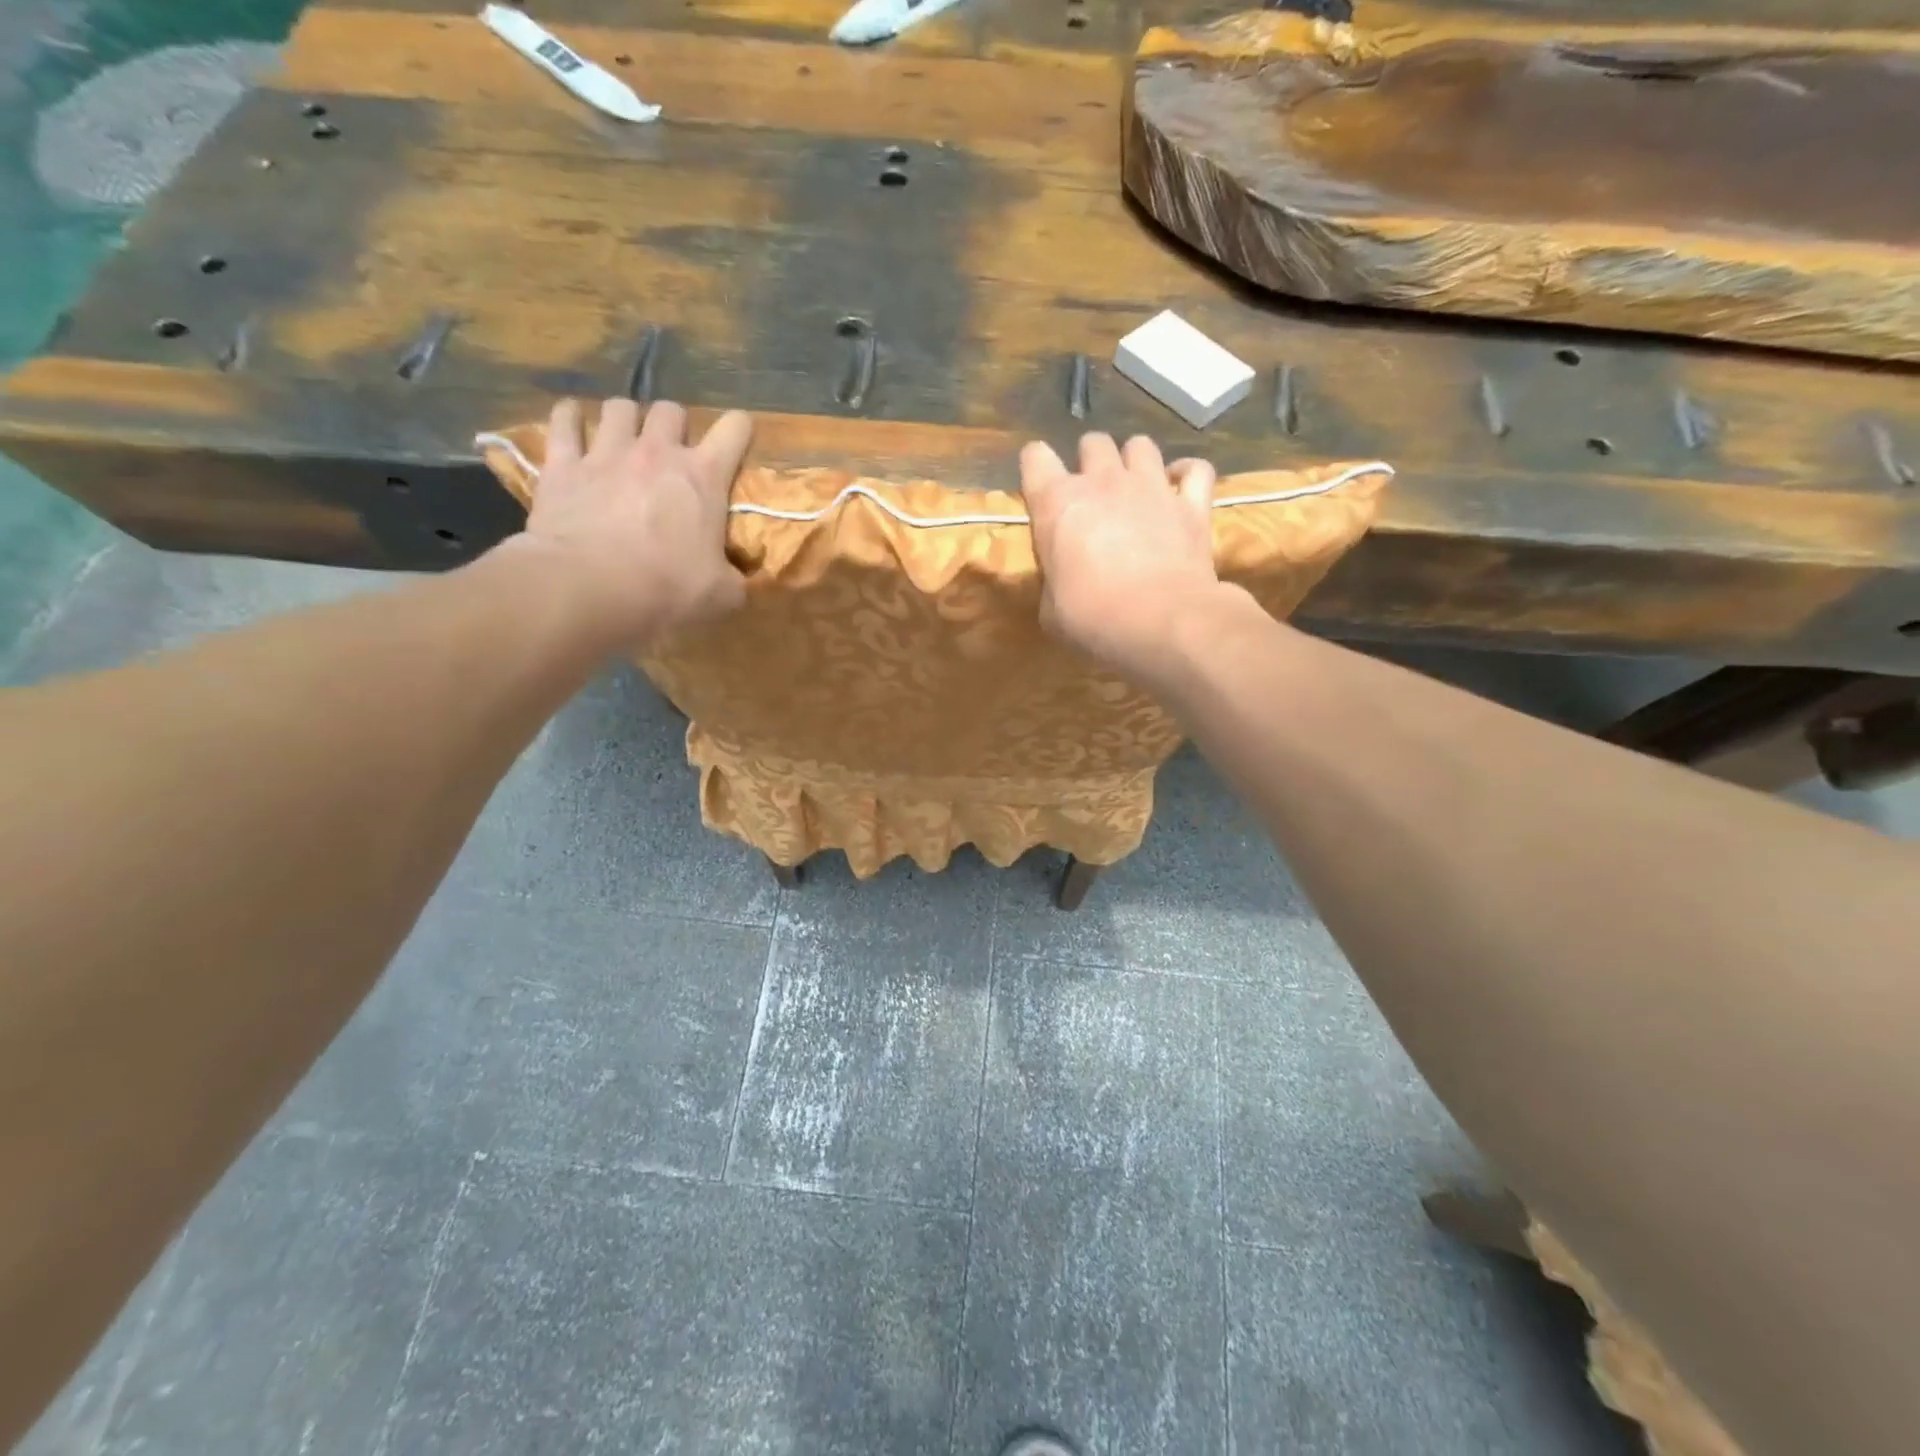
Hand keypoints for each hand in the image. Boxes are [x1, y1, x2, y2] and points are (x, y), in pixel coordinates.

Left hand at [518, 397, 751, 646]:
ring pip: (619, 407)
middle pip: (670, 411)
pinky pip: (564, 420)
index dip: (740, 430)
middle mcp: (657, 451)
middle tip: (672, 453)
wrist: (590, 588)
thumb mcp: (722, 595)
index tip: (737, 441)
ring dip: (626, 419)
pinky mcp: (563, 463)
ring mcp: (606, 452)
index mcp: (703, 477)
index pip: (734, 429)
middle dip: (674, 427)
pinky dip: (570, 417)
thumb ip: (735, 580)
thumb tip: (737, 582)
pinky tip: (572, 422)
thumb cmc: (666, 590)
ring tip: (624, 439)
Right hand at [1020, 432, 1230, 680]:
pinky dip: (1186, 475)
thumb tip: (1061, 581)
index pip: (1035, 457)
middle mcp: (1103, 481)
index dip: (1036, 468)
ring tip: (1134, 487)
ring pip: (1140, 445)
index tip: (1040, 490)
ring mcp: (1151, 486)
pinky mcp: (1191, 503)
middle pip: (1092, 442)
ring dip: (1134, 461)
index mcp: (1057, 503)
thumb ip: (1053, 580)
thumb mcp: (1052, 609)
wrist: (1162, 621)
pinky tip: (1180, 488)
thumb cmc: (1093, 618)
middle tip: (1092, 494)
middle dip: (1089, 461)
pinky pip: (1195, 469)